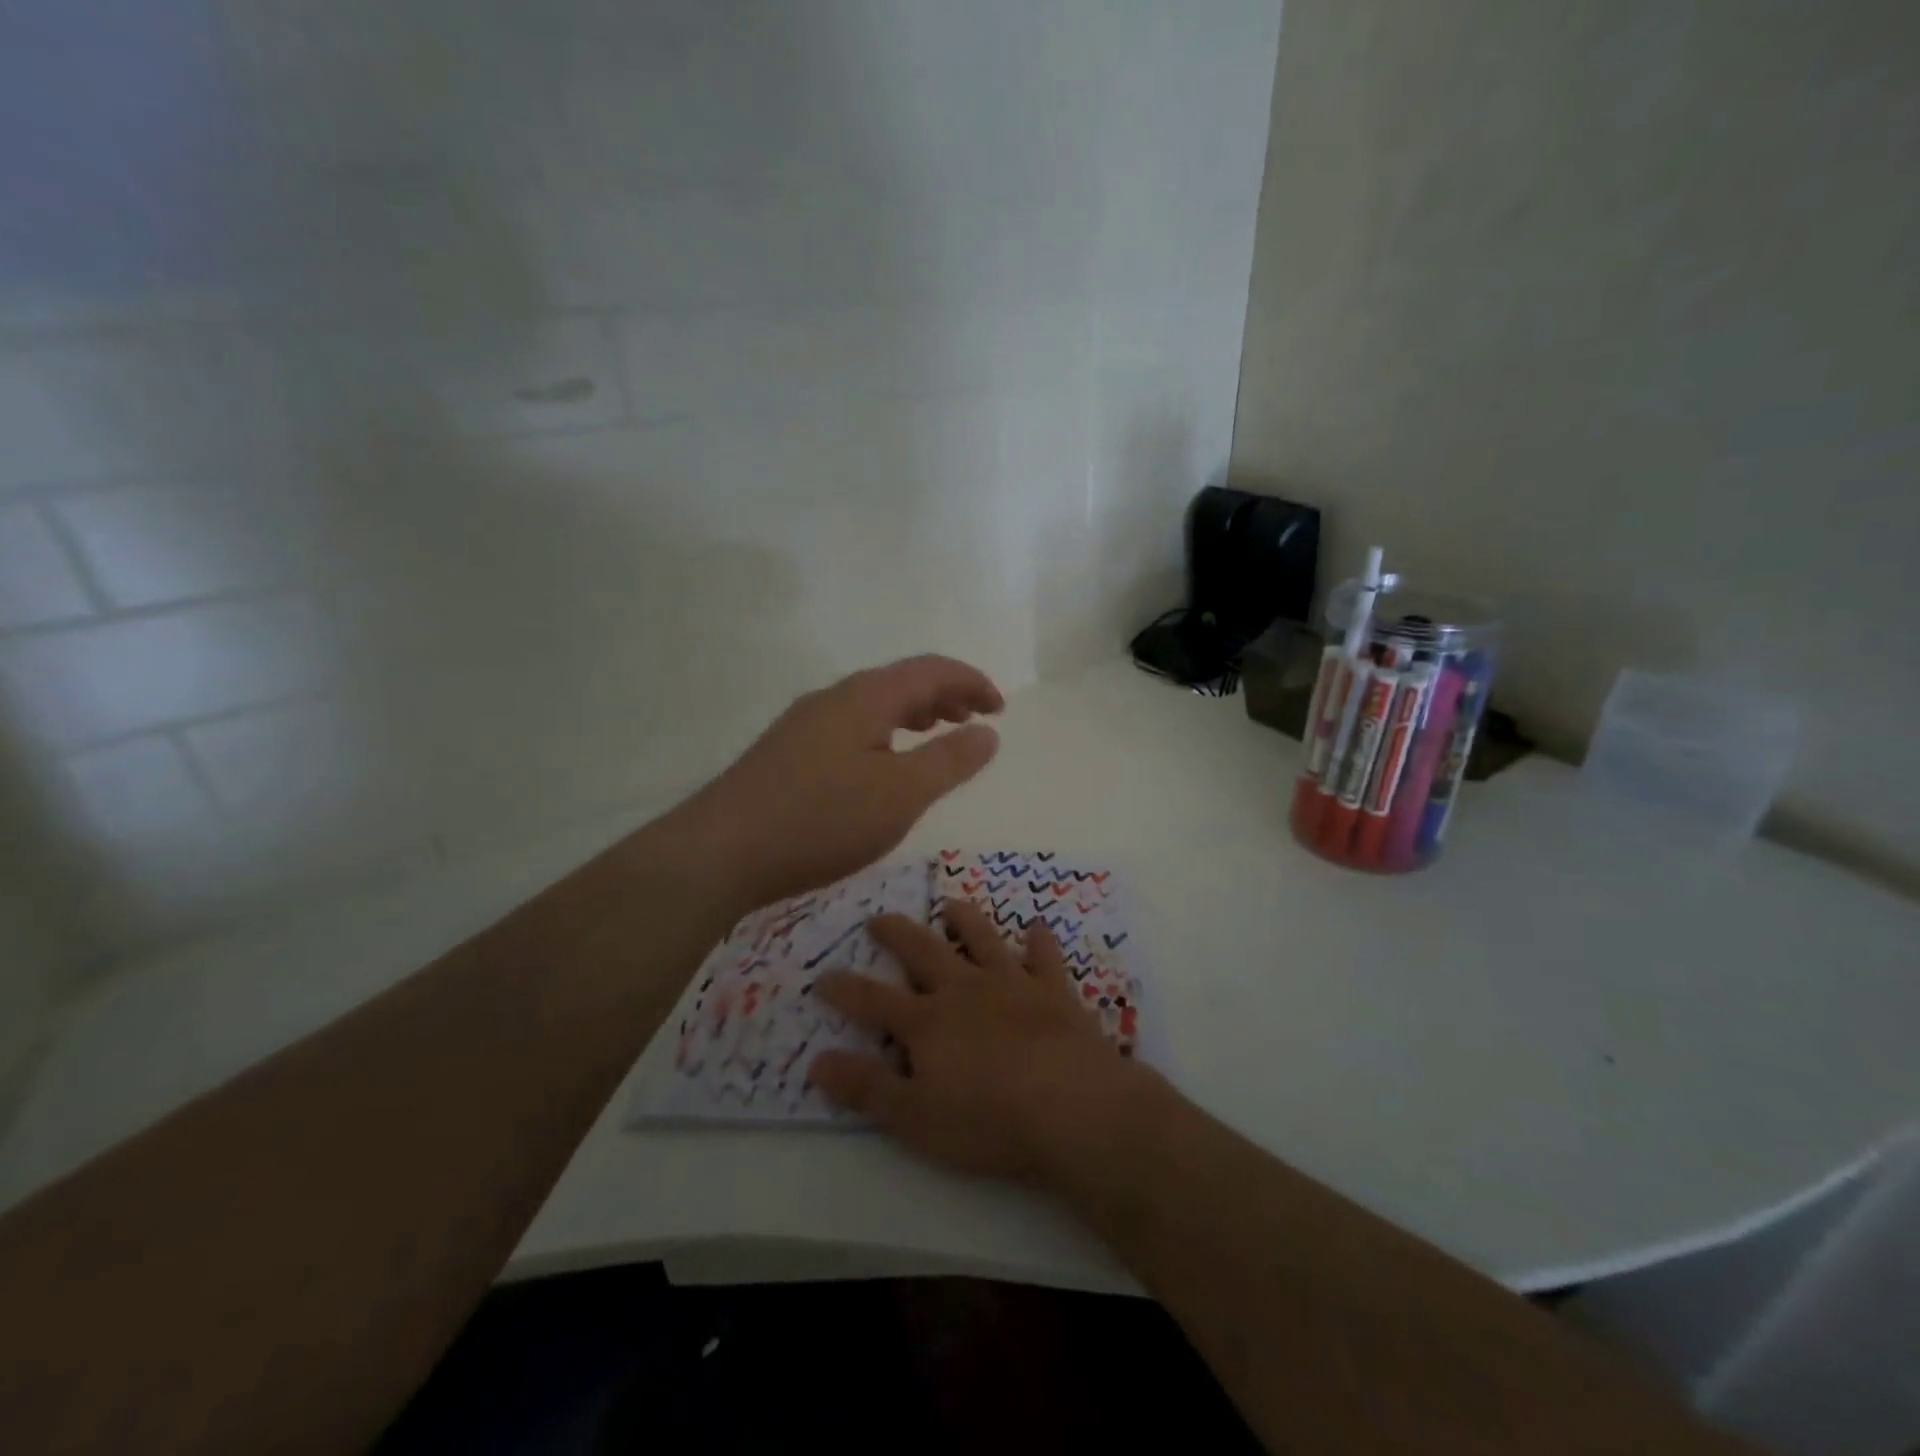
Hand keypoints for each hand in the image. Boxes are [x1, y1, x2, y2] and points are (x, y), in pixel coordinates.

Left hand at [669, 655, 1003, 913]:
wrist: (721, 851)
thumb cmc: (822, 819)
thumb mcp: (901, 793)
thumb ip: (950, 760)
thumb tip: (988, 731)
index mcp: (866, 696)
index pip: (930, 670)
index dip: (971, 682)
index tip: (1000, 708)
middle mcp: (833, 698)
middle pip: (900, 681)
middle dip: (944, 695)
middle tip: (974, 720)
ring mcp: (804, 724)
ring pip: (872, 705)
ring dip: (913, 713)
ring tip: (935, 734)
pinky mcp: (787, 752)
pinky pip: (850, 727)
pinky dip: (884, 734)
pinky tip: (880, 766)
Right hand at [808, 901, 1160, 1182]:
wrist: (1071, 1106)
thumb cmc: (988, 1120)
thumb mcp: (914, 1117)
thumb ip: (866, 1088)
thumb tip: (817, 1061)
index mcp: (927, 1022)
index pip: (873, 1000)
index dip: (844, 989)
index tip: (821, 977)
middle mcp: (964, 990)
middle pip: (923, 951)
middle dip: (897, 934)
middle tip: (879, 918)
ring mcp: (1011, 983)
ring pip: (981, 938)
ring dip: (964, 920)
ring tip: (950, 904)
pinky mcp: (1053, 990)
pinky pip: (1044, 956)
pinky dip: (1039, 941)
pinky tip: (1036, 928)